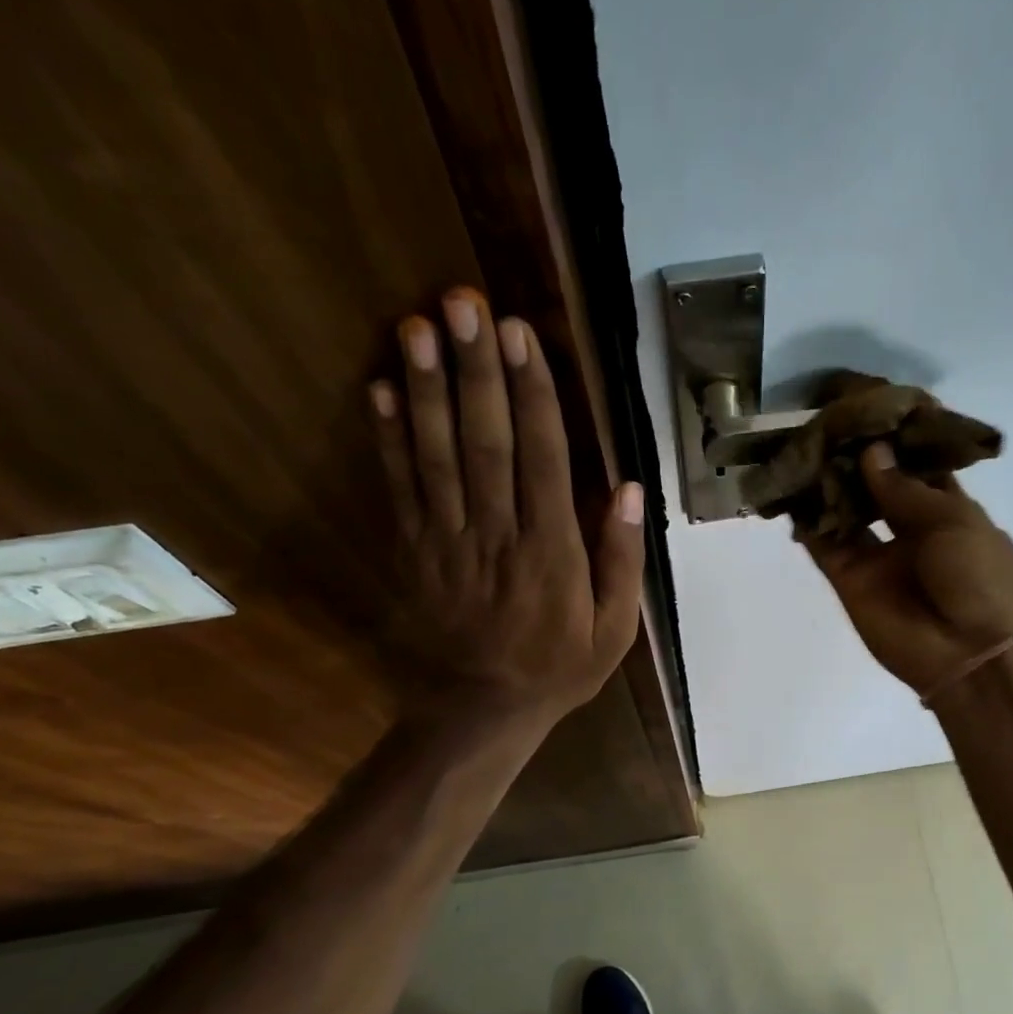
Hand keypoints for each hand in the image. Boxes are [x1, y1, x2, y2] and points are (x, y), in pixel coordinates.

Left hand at [370, 289, 644, 730]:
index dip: (531, 395)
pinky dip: (388, 440)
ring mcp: (448, 542)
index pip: (543, 460)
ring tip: (417, 326)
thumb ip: (623, 561)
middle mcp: (497, 536)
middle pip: (485, 443)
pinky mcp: (414, 552)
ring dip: (426, 389)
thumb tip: (631, 490)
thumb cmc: (557, 668)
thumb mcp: (614, 630)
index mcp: (551, 553)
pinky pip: (400, 490)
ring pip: (437, 457)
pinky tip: (381, 390)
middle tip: (463, 304)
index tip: (520, 336)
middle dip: (476, 371)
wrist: (482, 710)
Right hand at [803, 442, 1012, 698]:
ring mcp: (877, 556)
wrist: (969, 654)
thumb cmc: (979, 578)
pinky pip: (824, 545)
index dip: (894, 436)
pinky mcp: (849, 581)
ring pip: (844, 512)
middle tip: (824, 420)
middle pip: (873, 485)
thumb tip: (870, 453)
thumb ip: (904, 489)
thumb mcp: (953, 520)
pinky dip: (807, 522)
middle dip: (852, 456)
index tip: (867, 403)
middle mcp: (908, 528)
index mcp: (947, 509)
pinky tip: (789, 491)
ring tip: (801, 447)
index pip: (915, 464)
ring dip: (825, 483)